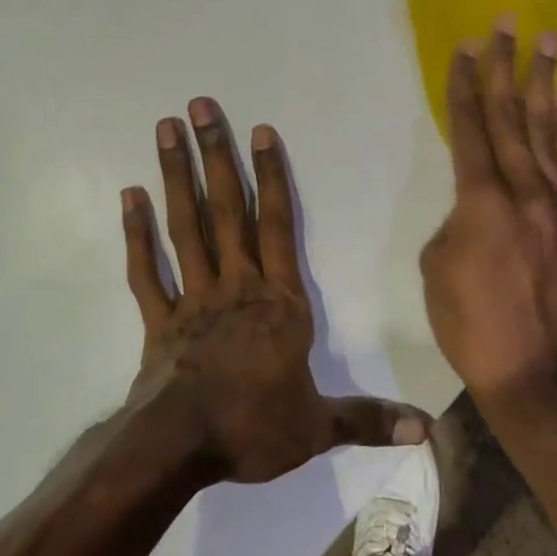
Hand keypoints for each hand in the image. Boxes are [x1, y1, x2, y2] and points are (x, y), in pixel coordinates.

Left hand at [120, 97, 430, 484]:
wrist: (179, 449)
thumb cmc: (253, 427)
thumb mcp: (318, 426)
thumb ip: (369, 419)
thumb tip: (427, 431)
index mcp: (278, 302)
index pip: (279, 226)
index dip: (272, 177)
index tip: (260, 131)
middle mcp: (236, 286)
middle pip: (227, 210)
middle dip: (216, 156)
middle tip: (199, 107)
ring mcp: (192, 298)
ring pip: (186, 227)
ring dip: (176, 176)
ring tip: (165, 130)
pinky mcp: (159, 320)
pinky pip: (146, 271)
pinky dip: (137, 234)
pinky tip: (129, 196)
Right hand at [419, 24, 556, 409]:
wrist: (533, 370)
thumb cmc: (470, 322)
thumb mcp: (437, 266)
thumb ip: (456, 219)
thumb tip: (476, 205)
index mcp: (480, 200)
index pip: (469, 127)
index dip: (464, 85)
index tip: (464, 48)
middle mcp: (523, 189)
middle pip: (510, 116)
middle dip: (505, 66)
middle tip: (507, 24)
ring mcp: (556, 203)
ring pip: (547, 130)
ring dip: (544, 83)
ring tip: (548, 43)